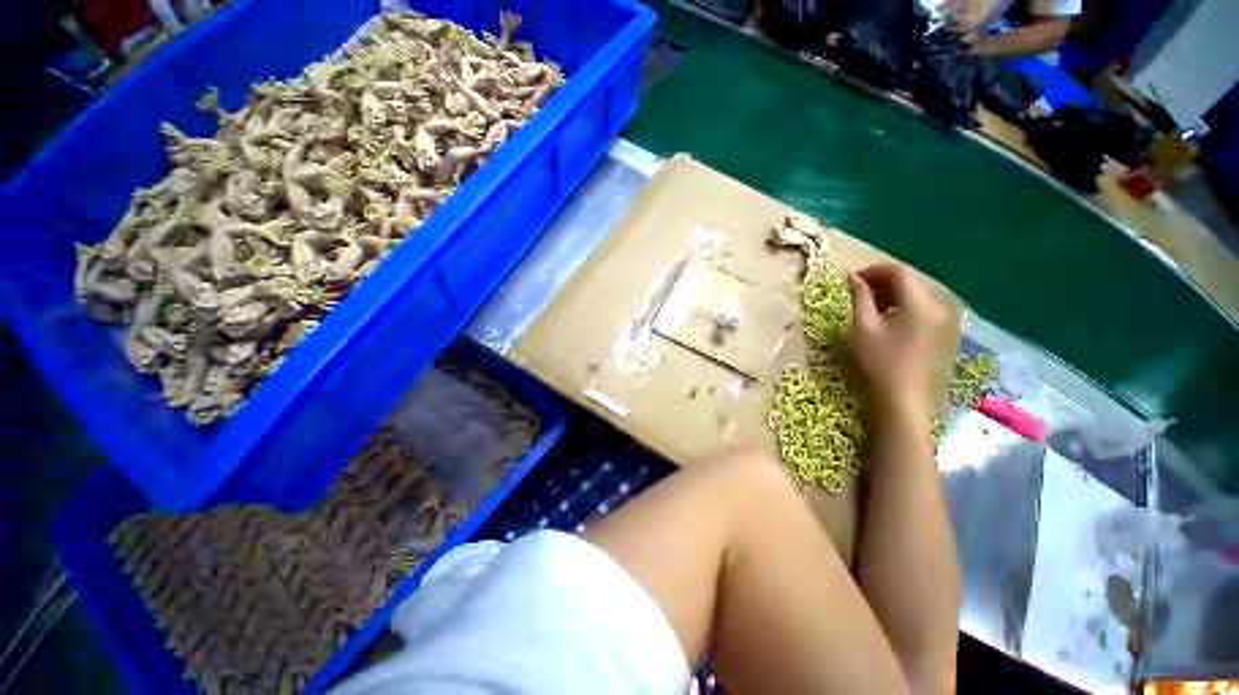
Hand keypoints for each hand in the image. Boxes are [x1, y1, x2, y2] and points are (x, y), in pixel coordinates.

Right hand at [847, 263, 950, 417]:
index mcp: (922, 302)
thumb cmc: (880, 362)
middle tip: (858, 292)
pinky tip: (890, 322)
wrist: (905, 401)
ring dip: (894, 295)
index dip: (873, 271)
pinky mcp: (947, 335)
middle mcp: (941, 306)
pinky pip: (926, 310)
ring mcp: (948, 322)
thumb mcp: (863, 327)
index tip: (852, 280)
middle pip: (911, 282)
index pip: (899, 272)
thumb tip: (853, 277)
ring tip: (871, 307)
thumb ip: (859, 297)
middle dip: (883, 282)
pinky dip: (906, 308)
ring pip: (919, 296)